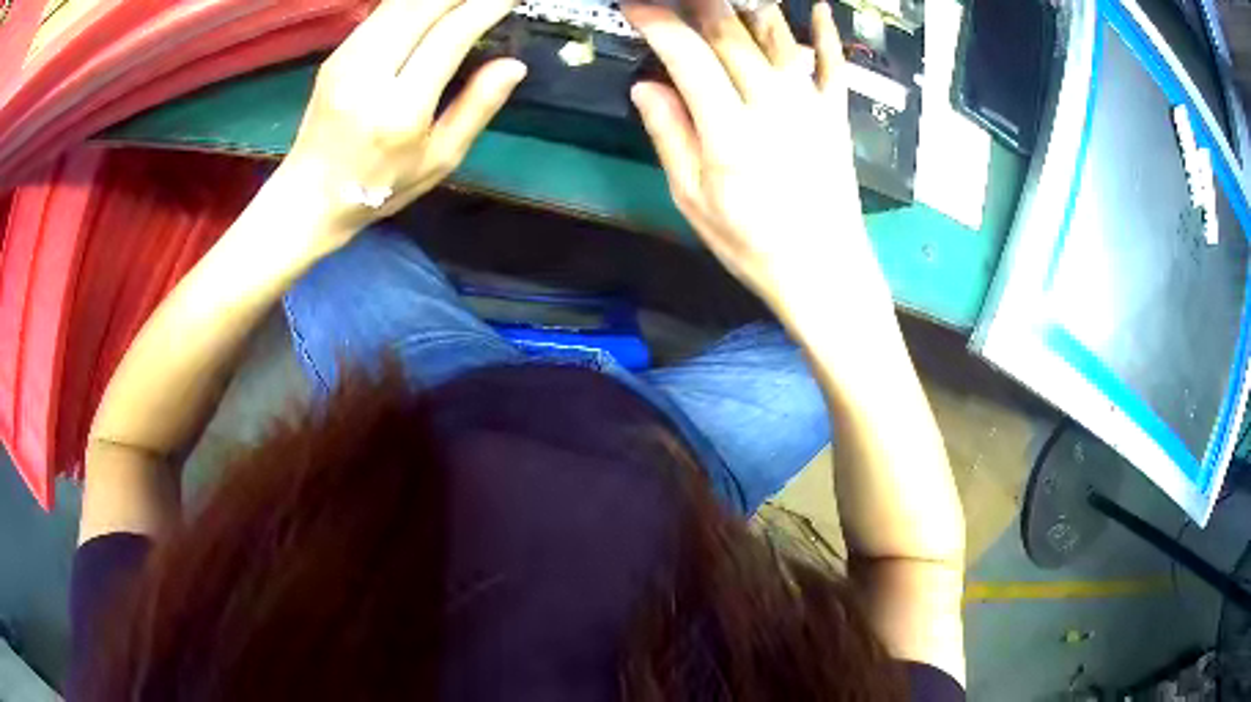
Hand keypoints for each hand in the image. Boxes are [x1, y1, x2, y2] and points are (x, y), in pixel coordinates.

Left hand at [279, 0, 525, 237]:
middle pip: (422, 7)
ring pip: (399, 3)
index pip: (450, 36)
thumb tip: (514, 65)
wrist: (308, 196)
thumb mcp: (439, 160)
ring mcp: (346, 60)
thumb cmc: (380, 187)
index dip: (486, 7)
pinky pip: (382, 12)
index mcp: (399, 110)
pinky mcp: (336, 54)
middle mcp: (368, 75)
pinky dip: (413, 3)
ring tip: (464, 1)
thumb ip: (476, 108)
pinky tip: (433, 8)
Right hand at [625, 1, 888, 314]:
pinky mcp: (835, 113)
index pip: (687, 55)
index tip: (635, 6)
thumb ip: (670, 135)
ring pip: (777, 37)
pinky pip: (833, 62)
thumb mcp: (694, 199)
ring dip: (748, 7)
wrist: (825, 270)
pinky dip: (825, 32)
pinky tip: (819, 7)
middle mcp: (771, 104)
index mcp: (728, 128)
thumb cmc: (753, 244)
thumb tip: (645, 86)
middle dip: (698, 5)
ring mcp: (809, 104)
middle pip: (731, 35)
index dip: (658, 23)